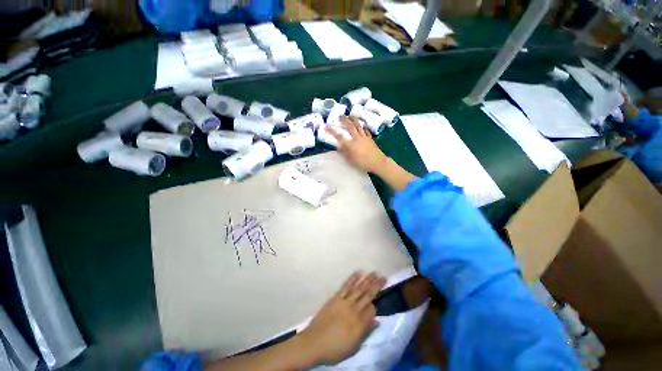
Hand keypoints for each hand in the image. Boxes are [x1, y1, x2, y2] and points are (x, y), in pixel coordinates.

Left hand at [298, 272, 386, 365]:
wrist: (314, 343)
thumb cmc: (334, 349)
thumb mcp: (353, 348)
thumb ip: (366, 333)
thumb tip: (377, 322)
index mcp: (360, 324)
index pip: (372, 310)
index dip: (375, 306)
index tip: (376, 304)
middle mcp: (354, 310)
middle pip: (368, 295)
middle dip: (376, 286)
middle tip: (383, 277)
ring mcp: (344, 302)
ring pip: (358, 289)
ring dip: (367, 280)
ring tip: (374, 273)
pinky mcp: (336, 297)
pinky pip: (346, 286)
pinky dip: (352, 279)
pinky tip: (358, 273)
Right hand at [327, 117, 387, 173]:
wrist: (377, 162)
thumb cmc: (363, 163)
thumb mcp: (351, 160)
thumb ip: (344, 152)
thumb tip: (338, 146)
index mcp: (351, 144)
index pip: (340, 136)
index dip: (332, 131)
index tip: (327, 127)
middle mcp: (357, 138)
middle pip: (350, 126)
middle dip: (344, 120)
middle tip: (340, 116)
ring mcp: (364, 137)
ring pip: (358, 126)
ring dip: (354, 120)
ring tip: (350, 115)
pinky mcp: (370, 138)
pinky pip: (366, 131)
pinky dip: (363, 127)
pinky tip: (362, 126)